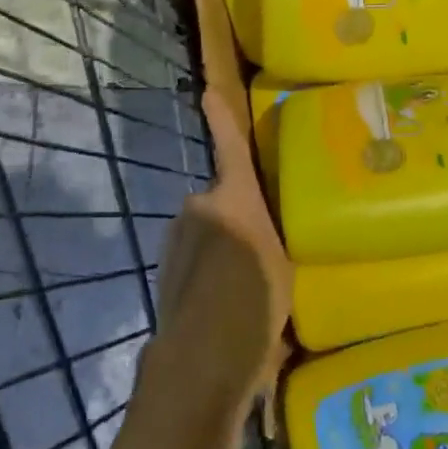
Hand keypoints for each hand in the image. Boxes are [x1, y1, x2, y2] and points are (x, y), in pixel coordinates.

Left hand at [149, 88, 293, 409]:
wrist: (202, 357)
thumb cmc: (256, 303)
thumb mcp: (282, 262)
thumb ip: (268, 235)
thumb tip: (259, 232)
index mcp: (235, 199)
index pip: (230, 149)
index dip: (221, 119)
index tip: (207, 91)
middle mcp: (200, 209)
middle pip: (221, 201)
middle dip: (235, 217)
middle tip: (262, 251)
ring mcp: (177, 240)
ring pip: (206, 232)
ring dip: (221, 249)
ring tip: (244, 287)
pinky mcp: (165, 269)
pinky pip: (194, 258)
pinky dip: (206, 272)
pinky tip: (224, 305)